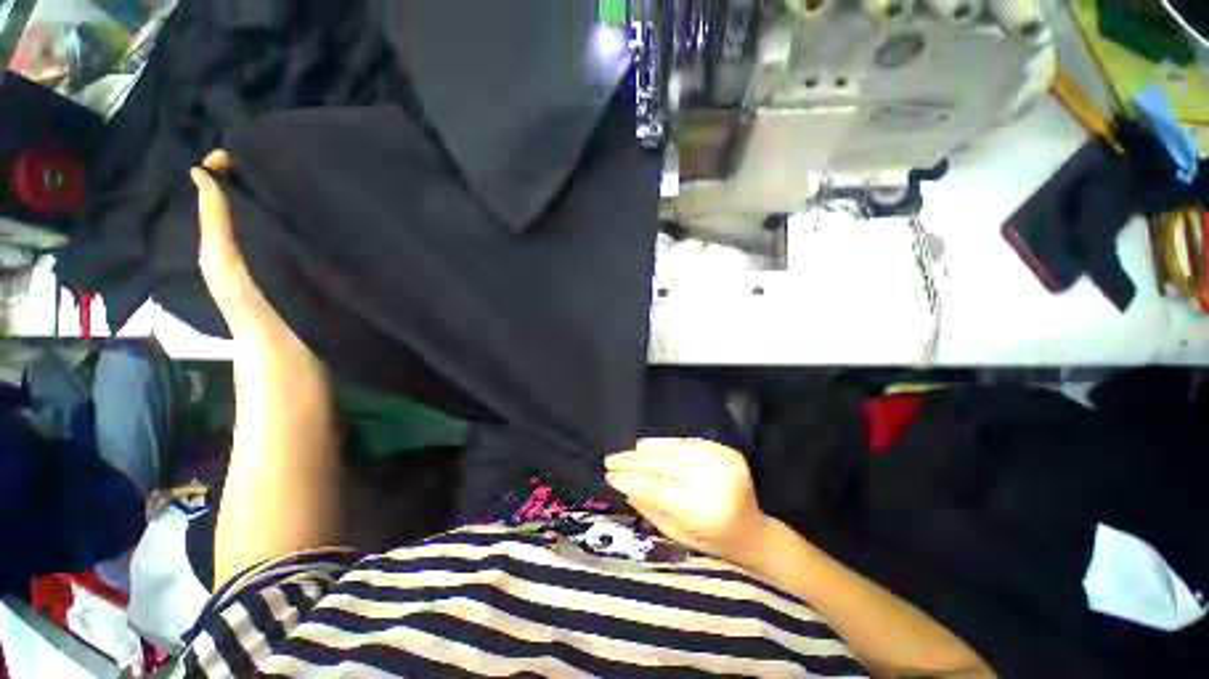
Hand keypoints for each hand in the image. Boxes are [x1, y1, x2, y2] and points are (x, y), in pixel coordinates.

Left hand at [192, 150, 310, 357]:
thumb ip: (213, 220)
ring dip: (296, 195)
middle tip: (289, 151)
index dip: (231, 168)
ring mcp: (289, 250)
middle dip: (267, 175)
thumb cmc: (249, 303)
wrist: (290, 344)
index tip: (251, 146)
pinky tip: (331, 204)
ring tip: (314, 172)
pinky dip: (318, 217)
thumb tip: (200, 170)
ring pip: (287, 214)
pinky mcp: (317, 261)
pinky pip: (313, 232)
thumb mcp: (221, 259)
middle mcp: (258, 238)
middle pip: (257, 199)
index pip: (226, 192)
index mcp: (231, 235)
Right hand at [605, 438, 770, 561]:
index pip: (661, 490)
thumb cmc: (715, 545)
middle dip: (635, 462)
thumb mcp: (678, 536)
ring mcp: (726, 464)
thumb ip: (651, 509)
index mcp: (708, 513)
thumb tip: (623, 484)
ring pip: (677, 450)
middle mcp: (718, 484)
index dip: (633, 480)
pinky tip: (648, 445)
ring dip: (649, 450)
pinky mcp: (728, 453)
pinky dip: (667, 443)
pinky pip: (690, 443)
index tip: (610, 476)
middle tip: (611, 460)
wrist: (755, 535)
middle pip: (667, 466)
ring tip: (627, 452)